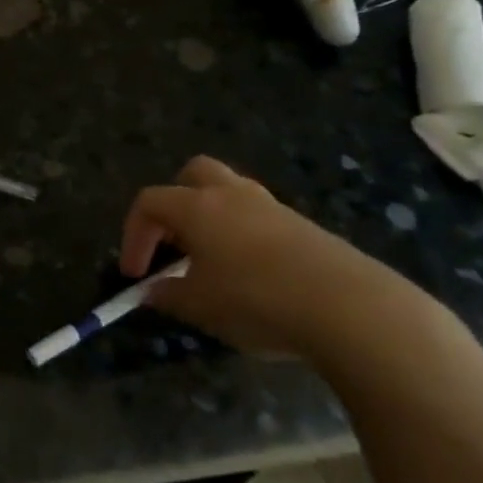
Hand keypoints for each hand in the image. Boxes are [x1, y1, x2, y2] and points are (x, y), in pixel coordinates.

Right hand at [119, 156, 432, 358]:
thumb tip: (151, 291)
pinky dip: (242, 234)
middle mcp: (231, 194)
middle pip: (192, 174)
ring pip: (229, 192)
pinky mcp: (302, 225)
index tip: (135, 274)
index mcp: (197, 207)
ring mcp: (270, 206)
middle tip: (173, 244)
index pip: (149, 203)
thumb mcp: (201, 307)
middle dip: (174, 204)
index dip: (133, 235)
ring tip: (211, 263)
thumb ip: (169, 296)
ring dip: (211, 218)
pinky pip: (258, 217)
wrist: (349, 307)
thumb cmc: (257, 301)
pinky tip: (251, 276)